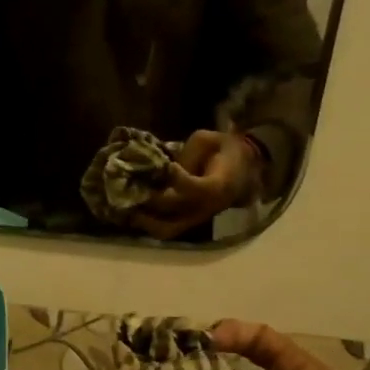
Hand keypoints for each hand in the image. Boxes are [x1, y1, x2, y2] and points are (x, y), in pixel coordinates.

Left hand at [132, 131, 254, 240]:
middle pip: (176, 210)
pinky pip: (166, 230)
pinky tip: (131, 211)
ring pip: (167, 229)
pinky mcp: (189, 222)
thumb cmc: (224, 149)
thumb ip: (188, 154)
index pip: (198, 190)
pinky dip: (147, 223)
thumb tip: (163, 170)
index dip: (180, 180)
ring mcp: (198, 218)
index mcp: (219, 185)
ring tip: (126, 206)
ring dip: (144, 220)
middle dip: (151, 199)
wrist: (244, 168)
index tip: (169, 167)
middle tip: (129, 188)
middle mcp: (208, 207)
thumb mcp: (208, 140)